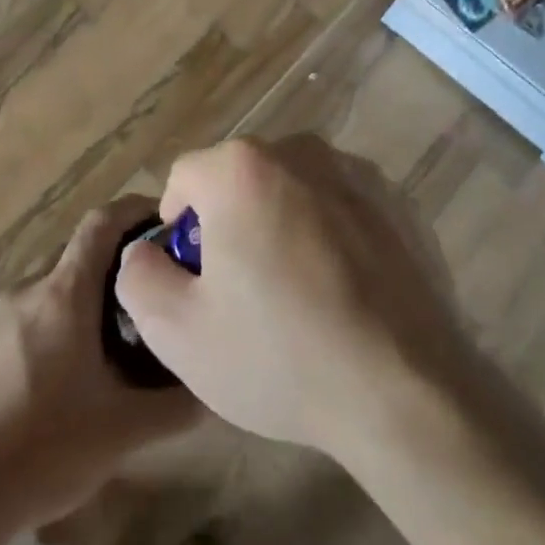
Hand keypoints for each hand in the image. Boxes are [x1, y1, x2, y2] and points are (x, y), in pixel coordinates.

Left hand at [0, 197, 201, 527]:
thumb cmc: (42, 449)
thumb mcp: (125, 430)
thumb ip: (179, 405)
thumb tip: (217, 386)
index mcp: (63, 294)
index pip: (102, 222)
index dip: (138, 209)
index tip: (171, 221)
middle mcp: (28, 290)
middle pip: (81, 252)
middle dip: (122, 261)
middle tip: (159, 293)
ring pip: (57, 284)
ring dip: (92, 294)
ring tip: (125, 335)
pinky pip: (34, 311)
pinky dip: (64, 318)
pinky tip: (77, 370)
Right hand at [113, 136, 466, 460]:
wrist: (406, 391)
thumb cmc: (279, 357)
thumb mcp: (176, 331)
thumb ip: (138, 275)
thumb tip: (147, 250)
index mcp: (244, 169)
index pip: (186, 177)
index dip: (177, 227)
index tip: (193, 278)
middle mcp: (305, 153)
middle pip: (243, 179)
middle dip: (231, 223)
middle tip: (242, 290)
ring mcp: (362, 175)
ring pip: (296, 191)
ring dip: (282, 226)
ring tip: (297, 294)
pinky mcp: (402, 205)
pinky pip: (344, 209)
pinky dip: (332, 237)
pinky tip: (344, 294)